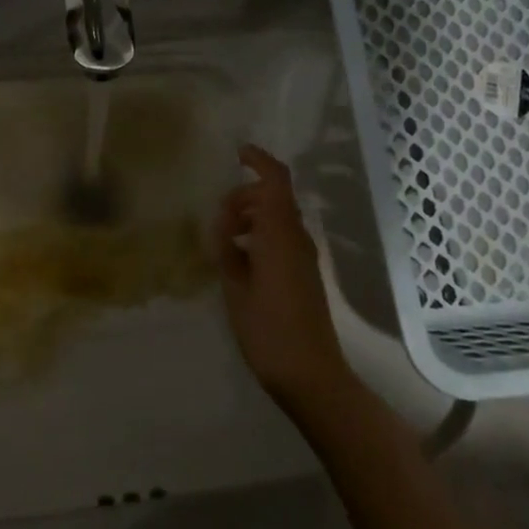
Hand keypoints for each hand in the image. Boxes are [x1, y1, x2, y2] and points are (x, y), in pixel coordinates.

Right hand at [217, 145, 354, 415]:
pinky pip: (280, 239)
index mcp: (280, 235)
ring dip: (250, 218)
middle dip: (244, 197)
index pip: (276, 181)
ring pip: (277, 218)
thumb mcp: (235, 288)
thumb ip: (227, 251)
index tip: (236, 153)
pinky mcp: (303, 275)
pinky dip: (259, 236)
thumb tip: (224, 227)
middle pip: (273, 198)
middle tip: (217, 220)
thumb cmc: (268, 330)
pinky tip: (237, 260)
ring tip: (222, 241)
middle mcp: (296, 239)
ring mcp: (303, 258)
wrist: (311, 375)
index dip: (258, 160)